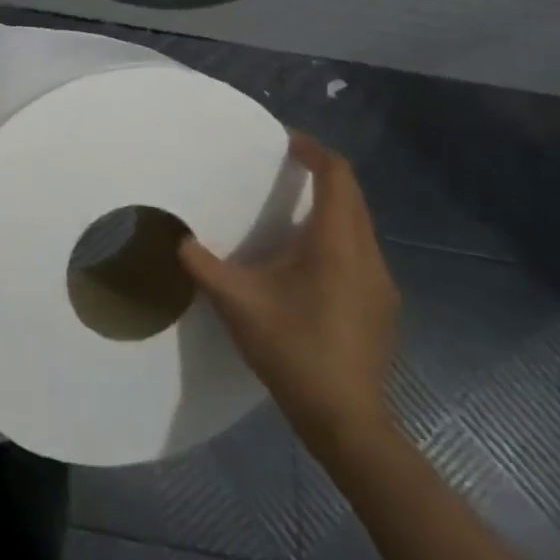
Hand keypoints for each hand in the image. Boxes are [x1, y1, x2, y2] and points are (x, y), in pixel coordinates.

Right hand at [178, 132, 399, 453]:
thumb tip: (178, 238)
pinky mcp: (381, 307)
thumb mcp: (235, 301)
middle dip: (319, 174)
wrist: (346, 421)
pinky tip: (303, 262)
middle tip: (279, 167)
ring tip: (286, 210)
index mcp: (336, 243)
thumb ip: (202, 264)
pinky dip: (333, 238)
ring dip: (327, 208)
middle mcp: (367, 255)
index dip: (312, 150)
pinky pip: (359, 252)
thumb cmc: (292, 349)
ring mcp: (381, 284)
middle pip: (351, 196)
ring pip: (358, 226)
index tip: (282, 139)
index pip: (337, 175)